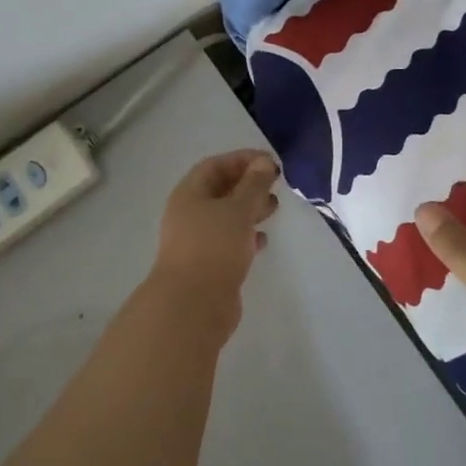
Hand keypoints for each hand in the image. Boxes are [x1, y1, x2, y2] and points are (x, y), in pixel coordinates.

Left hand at [151, 151, 279, 328]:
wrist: (193, 306)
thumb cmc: (214, 247)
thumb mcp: (238, 209)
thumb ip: (253, 184)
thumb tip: (263, 162)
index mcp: (189, 194)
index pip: (215, 165)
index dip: (242, 159)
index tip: (270, 162)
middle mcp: (189, 214)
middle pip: (220, 190)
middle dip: (248, 184)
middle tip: (275, 184)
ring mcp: (197, 241)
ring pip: (226, 217)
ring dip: (249, 209)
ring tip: (274, 208)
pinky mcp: (208, 266)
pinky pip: (229, 242)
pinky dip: (246, 237)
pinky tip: (263, 241)